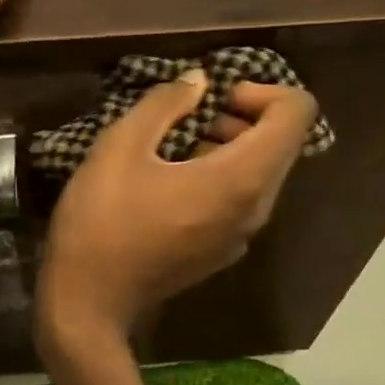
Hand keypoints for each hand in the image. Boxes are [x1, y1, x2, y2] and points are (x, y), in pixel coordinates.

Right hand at [36, 73, 318, 352]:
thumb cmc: (101, 221)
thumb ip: (164, 104)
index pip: (296, 113)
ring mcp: (240, 238)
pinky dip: (221, 179)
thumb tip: (199, 82)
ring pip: (261, 175)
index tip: (215, 98)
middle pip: (282, 145)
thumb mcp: (120, 148)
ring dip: (231, 148)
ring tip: (176, 147)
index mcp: (240, 179)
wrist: (88, 302)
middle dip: (245, 117)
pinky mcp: (221, 255)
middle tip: (191, 117)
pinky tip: (171, 185)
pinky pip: (241, 203)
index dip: (263, 90)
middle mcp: (255, 210)